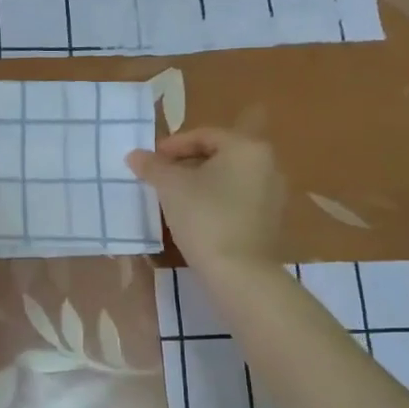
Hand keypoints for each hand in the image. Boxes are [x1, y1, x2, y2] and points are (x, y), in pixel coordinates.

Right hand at [126, 128, 284, 273]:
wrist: (239, 272)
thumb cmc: (204, 217)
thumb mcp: (170, 187)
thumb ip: (152, 166)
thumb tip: (135, 155)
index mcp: (246, 147)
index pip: (204, 135)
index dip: (172, 145)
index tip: (151, 161)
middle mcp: (267, 164)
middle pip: (218, 155)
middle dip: (186, 164)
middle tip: (160, 178)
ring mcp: (273, 194)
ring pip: (228, 178)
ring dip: (200, 183)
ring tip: (174, 198)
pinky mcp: (271, 220)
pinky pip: (238, 200)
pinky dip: (216, 201)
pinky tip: (195, 217)